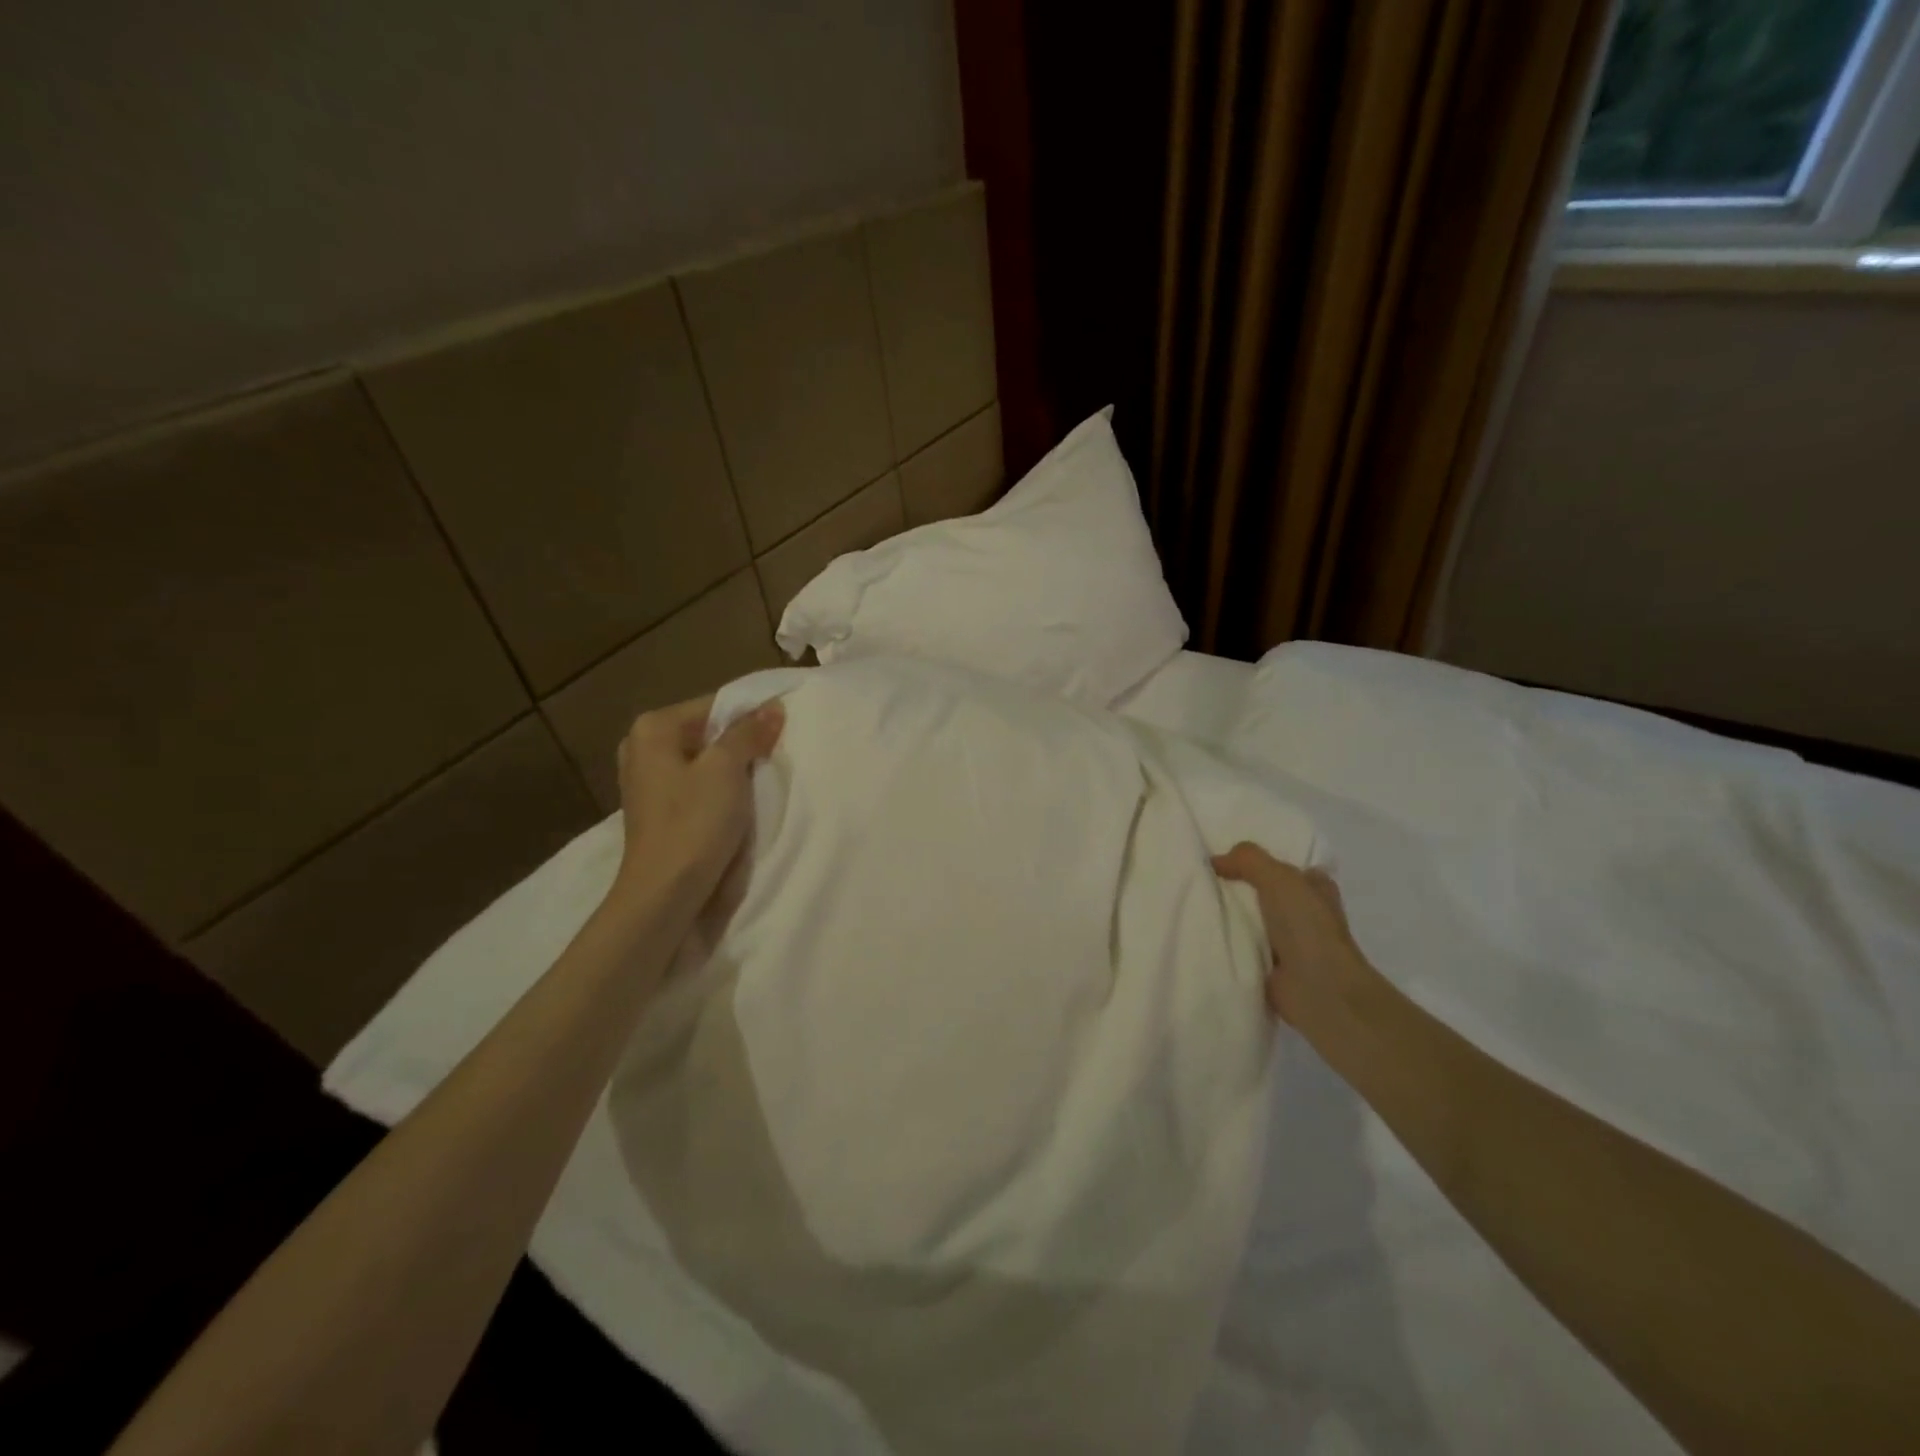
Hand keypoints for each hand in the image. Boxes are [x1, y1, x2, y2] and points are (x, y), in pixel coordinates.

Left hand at [613, 694, 784, 912]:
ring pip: (703, 759)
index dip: (752, 716)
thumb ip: (749, 732)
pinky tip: (737, 802)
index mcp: (653, 728)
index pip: (715, 705)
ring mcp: (645, 779)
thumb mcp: (727, 769)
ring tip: (759, 779)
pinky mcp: (656, 808)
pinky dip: (717, 788)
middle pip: (707, 732)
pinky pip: (695, 784)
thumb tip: (773, 707)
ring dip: (732, 768)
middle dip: (740, 742)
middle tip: (775, 754)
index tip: (783, 731)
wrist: (665, 892)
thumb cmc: (694, 823)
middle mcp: (642, 746)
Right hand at [1212, 842, 1374, 1030]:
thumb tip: (1215, 861)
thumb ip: (1248, 859)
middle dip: (1237, 887)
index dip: (1262, 861)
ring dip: (1229, 916)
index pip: (1288, 868)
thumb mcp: (1279, 878)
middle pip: (1265, 893)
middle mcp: (1305, 915)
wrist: (1318, 990)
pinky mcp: (1271, 967)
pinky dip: (1225, 942)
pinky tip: (1200, 932)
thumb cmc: (1307, 927)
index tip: (1226, 857)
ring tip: (1192, 902)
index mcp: (1316, 890)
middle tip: (1200, 877)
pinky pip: (1242, 946)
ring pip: (1251, 919)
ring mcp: (1289, 943)